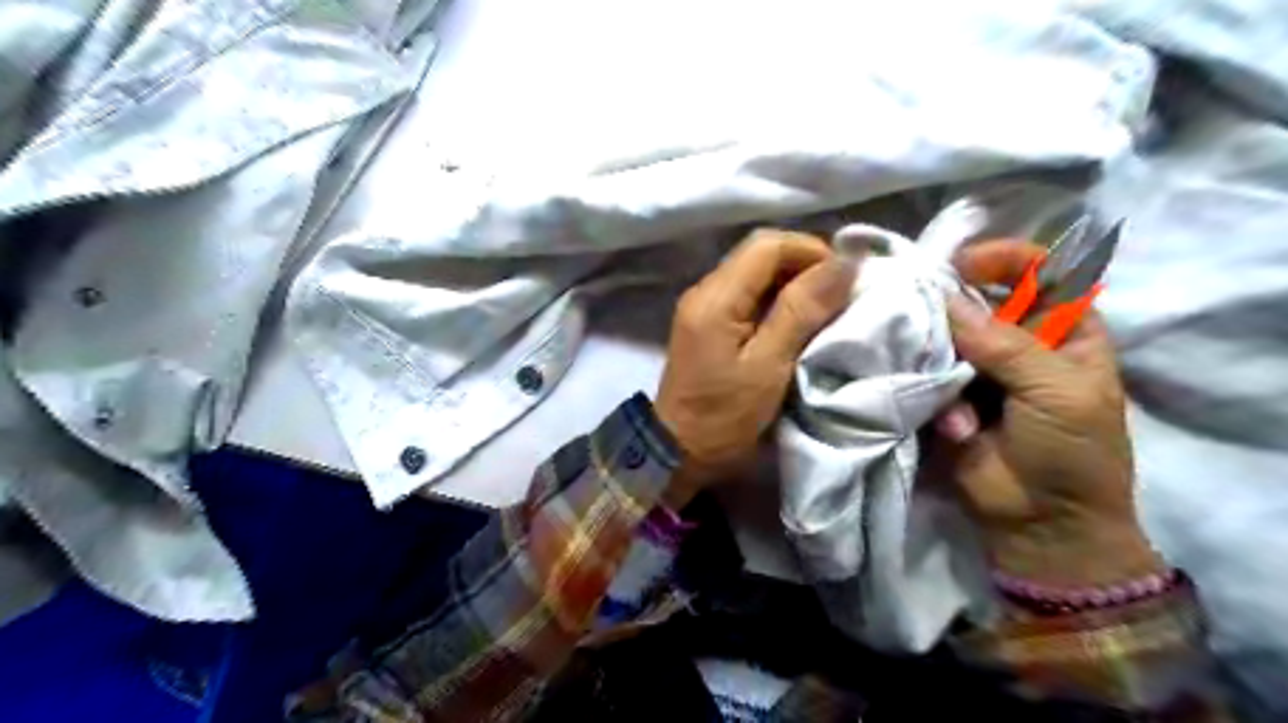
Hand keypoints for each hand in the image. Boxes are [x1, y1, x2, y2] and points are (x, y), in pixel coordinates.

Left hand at [659, 228, 857, 507]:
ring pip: (754, 273)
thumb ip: (801, 311)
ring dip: (792, 283)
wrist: (677, 453)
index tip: (844, 280)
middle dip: (804, 265)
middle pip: (759, 254)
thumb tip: (843, 263)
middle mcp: (704, 291)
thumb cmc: (724, 416)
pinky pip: (746, 295)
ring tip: (824, 308)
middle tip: (838, 295)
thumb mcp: (769, 366)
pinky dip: (775, 300)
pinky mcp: (706, 324)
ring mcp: (702, 307)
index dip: (811, 251)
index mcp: (715, 297)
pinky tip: (795, 322)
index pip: (766, 245)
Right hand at [932, 239, 1164, 583]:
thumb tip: (950, 302)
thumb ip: (1007, 346)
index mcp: (1065, 332)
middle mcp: (1016, 342)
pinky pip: (926, 373)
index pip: (1041, 272)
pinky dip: (929, 389)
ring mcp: (976, 370)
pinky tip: (955, 427)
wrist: (1040, 522)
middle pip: (980, 301)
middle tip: (920, 310)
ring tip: (950, 393)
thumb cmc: (1072, 453)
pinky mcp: (944, 397)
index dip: (1006, 259)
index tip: (963, 264)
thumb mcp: (1059, 392)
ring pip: (946, 337)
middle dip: (952, 305)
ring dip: (938, 353)